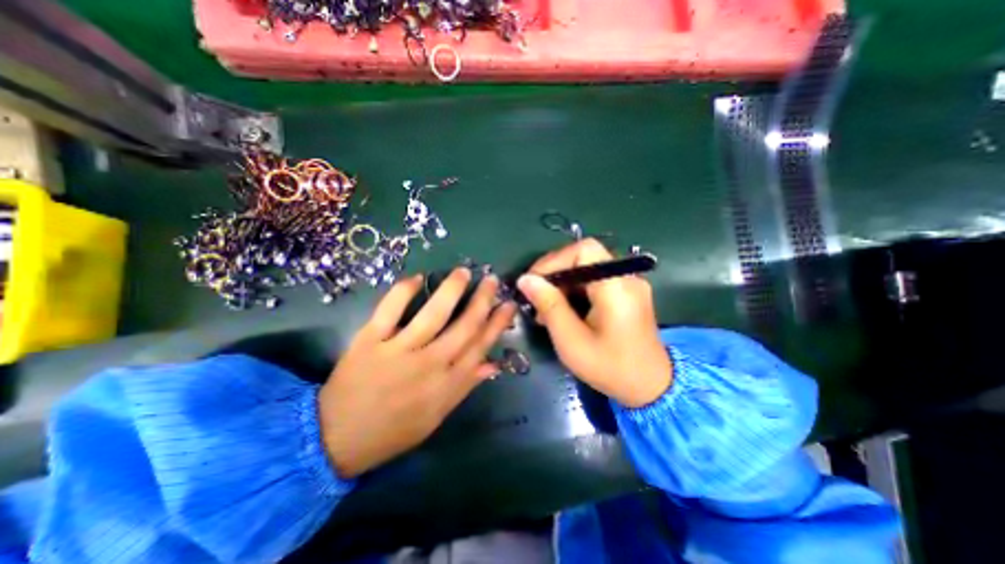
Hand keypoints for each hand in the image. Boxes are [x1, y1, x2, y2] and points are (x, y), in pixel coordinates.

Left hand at [317, 268, 512, 480]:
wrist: (336, 439)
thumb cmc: (393, 430)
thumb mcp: (436, 417)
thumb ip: (465, 387)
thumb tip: (492, 364)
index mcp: (446, 384)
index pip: (480, 346)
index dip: (497, 323)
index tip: (508, 304)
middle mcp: (429, 364)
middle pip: (464, 326)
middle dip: (482, 300)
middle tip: (492, 280)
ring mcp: (398, 351)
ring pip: (433, 314)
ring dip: (451, 289)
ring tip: (464, 272)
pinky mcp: (370, 341)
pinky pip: (389, 310)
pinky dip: (403, 291)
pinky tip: (417, 277)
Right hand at [513, 239, 669, 406]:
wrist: (651, 387)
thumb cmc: (610, 368)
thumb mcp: (571, 341)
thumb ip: (549, 306)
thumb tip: (525, 279)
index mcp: (617, 287)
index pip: (584, 250)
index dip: (554, 260)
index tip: (533, 282)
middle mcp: (627, 277)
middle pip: (584, 257)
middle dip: (555, 274)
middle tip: (536, 299)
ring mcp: (629, 284)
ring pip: (587, 269)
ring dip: (563, 284)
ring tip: (546, 310)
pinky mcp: (627, 293)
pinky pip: (595, 280)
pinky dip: (575, 290)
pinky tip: (564, 311)